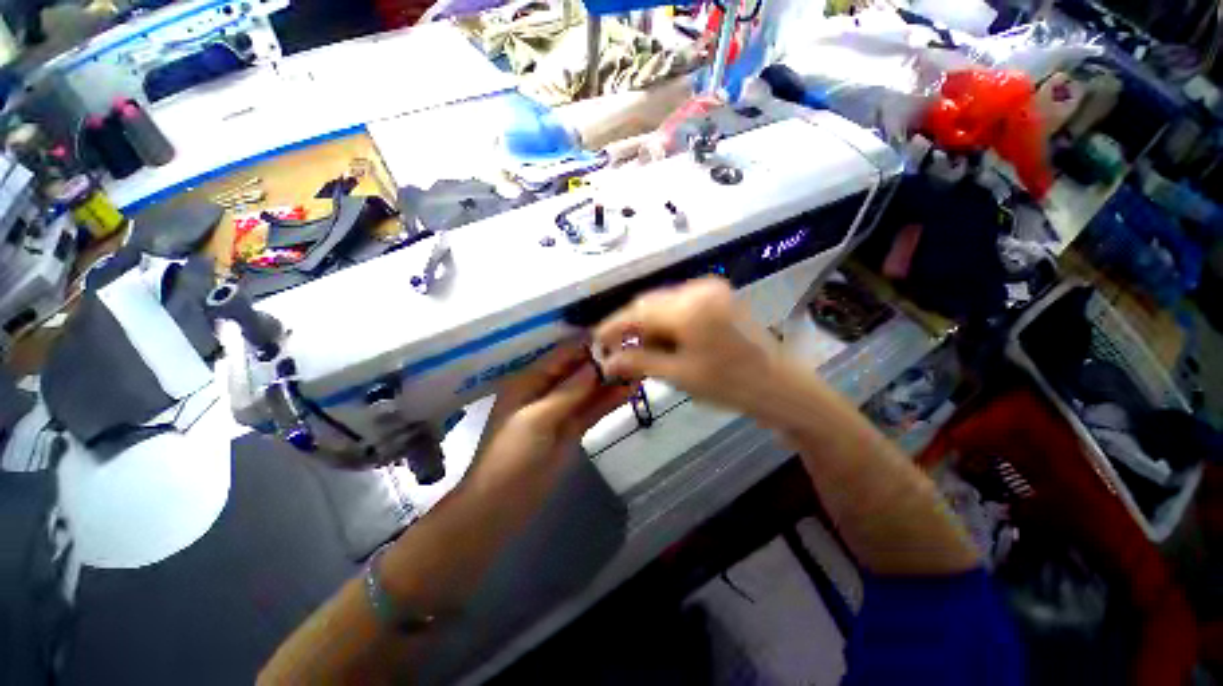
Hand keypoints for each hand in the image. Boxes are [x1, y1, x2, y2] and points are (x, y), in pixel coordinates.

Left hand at [466, 343, 631, 498]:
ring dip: (611, 380)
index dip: (588, 344)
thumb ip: (568, 392)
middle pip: (579, 370)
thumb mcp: (536, 420)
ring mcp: (562, 410)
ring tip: (639, 367)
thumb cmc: (510, 457)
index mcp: (530, 381)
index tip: (617, 335)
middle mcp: (547, 390)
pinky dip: (610, 400)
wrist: (501, 506)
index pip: (563, 355)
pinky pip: (593, 409)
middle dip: (604, 361)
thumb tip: (596, 364)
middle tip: (635, 351)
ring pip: (589, 389)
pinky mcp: (573, 429)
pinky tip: (630, 391)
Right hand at [592, 277, 785, 417]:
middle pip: (650, 303)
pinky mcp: (719, 295)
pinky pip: (681, 304)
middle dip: (632, 326)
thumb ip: (638, 363)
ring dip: (650, 325)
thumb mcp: (679, 375)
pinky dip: (668, 321)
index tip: (596, 340)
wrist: (780, 386)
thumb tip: (606, 362)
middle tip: (620, 351)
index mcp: (689, 307)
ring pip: (664, 303)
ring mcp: (712, 288)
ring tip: (645, 351)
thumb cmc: (729, 385)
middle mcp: (699, 288)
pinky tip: (667, 341)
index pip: (638, 311)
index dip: (613, 326)